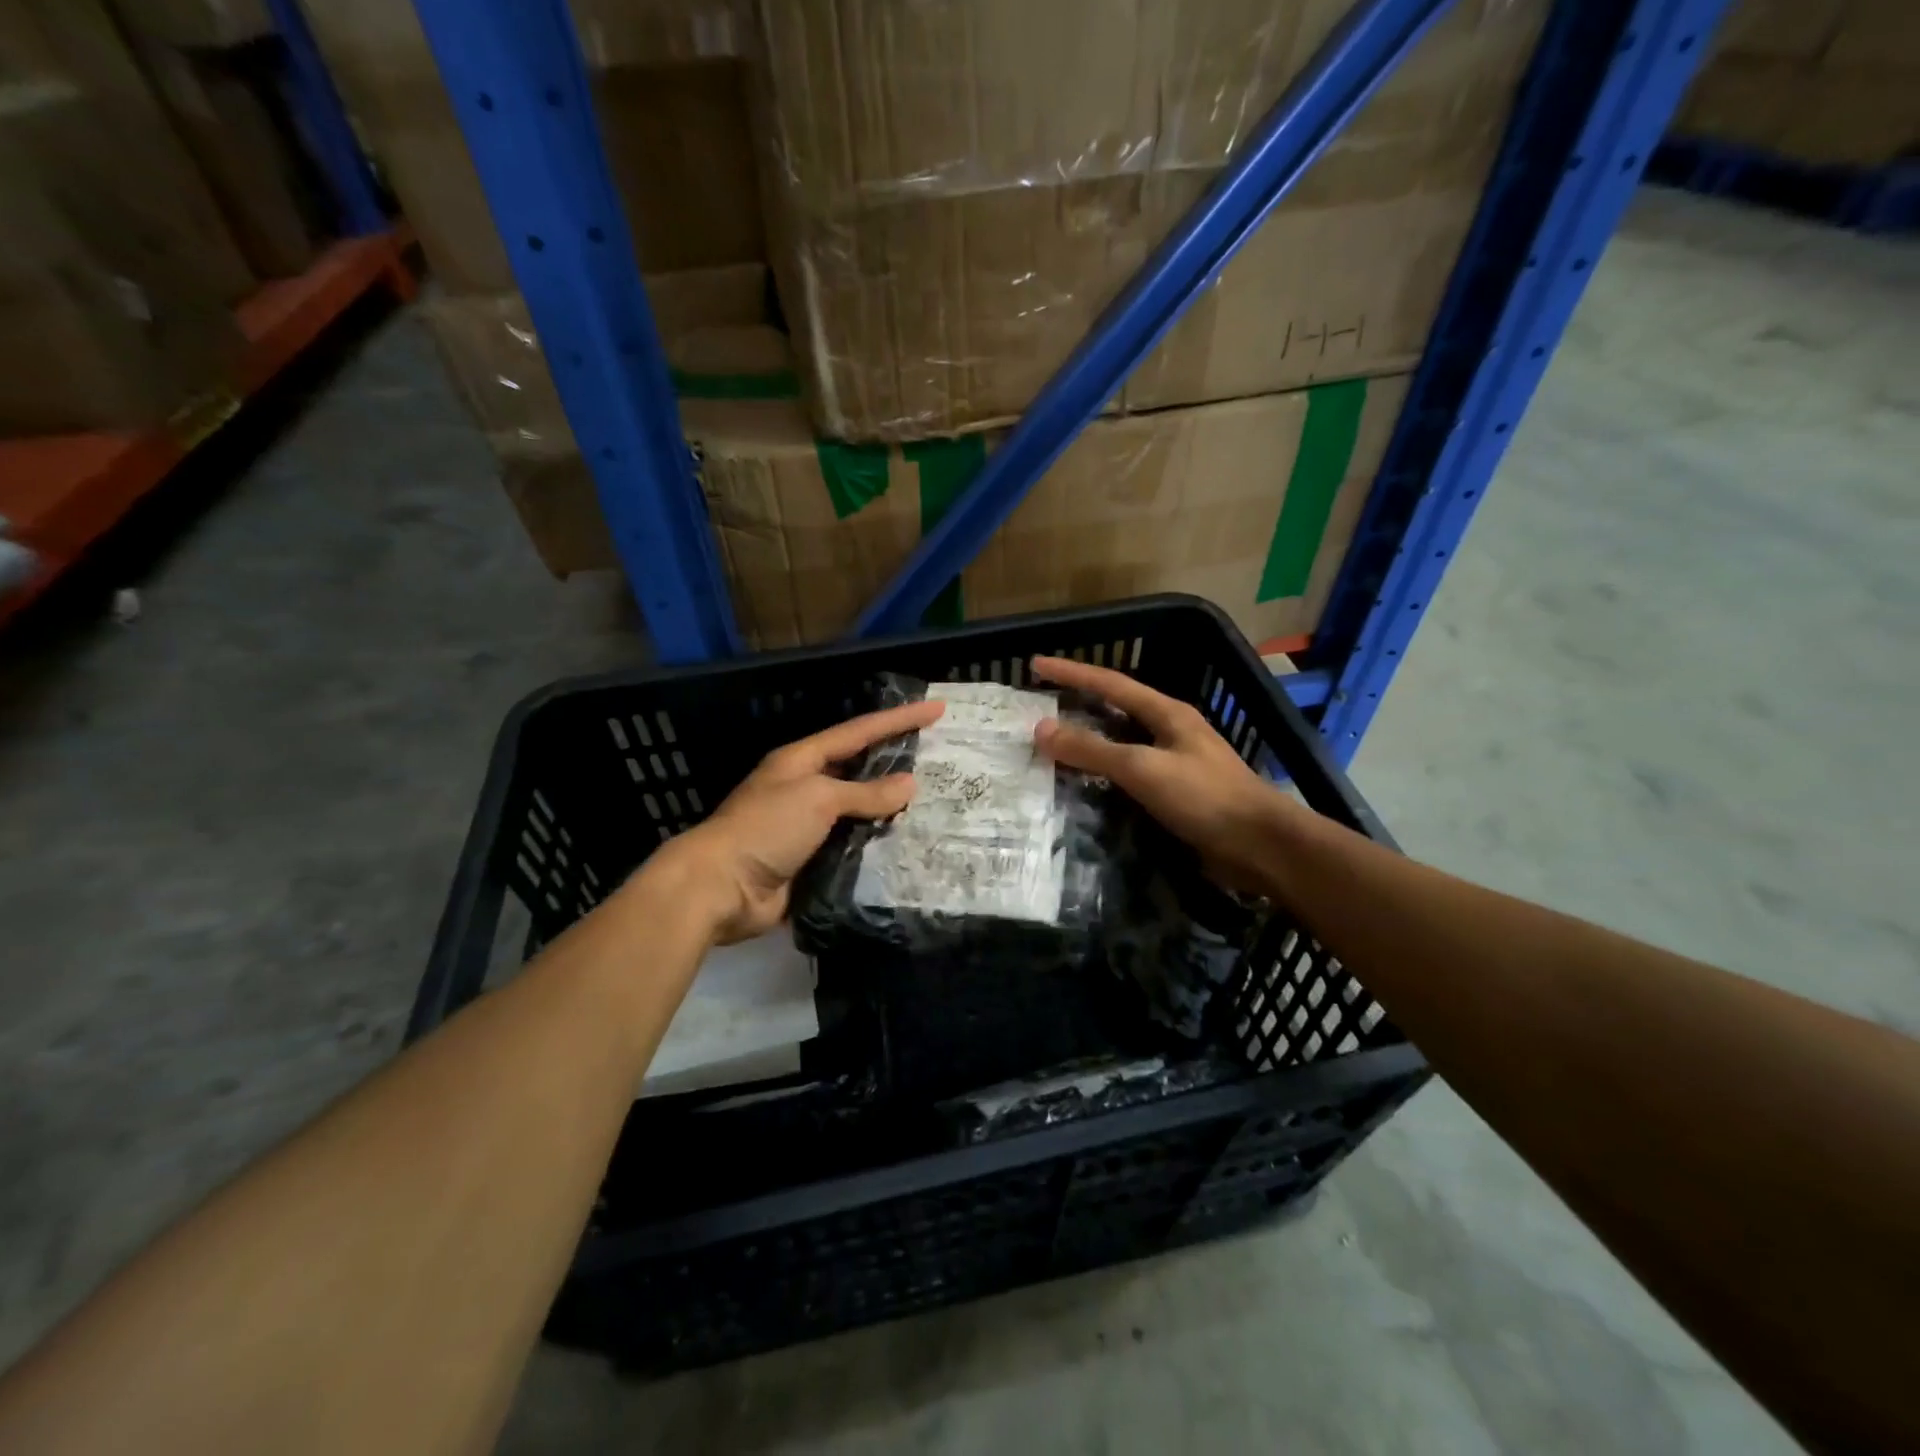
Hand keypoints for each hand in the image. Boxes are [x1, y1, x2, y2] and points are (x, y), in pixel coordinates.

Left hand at [648, 698, 944, 943]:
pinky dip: (878, 844)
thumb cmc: (766, 828)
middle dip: (897, 761)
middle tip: (940, 757)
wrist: (721, 888)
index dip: (898, 719)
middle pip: (860, 769)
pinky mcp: (812, 861)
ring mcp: (808, 826)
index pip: (859, 732)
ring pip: (860, 811)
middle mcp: (806, 788)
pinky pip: (854, 846)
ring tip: (936, 803)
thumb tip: (908, 785)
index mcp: (802, 761)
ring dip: (891, 808)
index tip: (935, 708)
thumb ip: (865, 792)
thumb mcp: (818, 798)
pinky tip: (908, 844)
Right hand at [1031, 656, 1295, 895]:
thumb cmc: (1205, 798)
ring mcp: (1175, 762)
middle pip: (1116, 708)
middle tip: (1040, 703)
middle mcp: (1170, 731)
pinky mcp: (1176, 793)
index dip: (1072, 672)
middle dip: (1079, 702)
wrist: (1260, 846)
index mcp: (1167, 713)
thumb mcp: (1143, 768)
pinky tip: (1085, 783)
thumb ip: (1092, 749)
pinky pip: (1129, 773)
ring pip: (1121, 742)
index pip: (1110, 683)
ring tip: (1053, 741)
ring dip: (1089, 739)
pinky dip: (1102, 772)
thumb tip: (1042, 728)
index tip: (1035, 664)